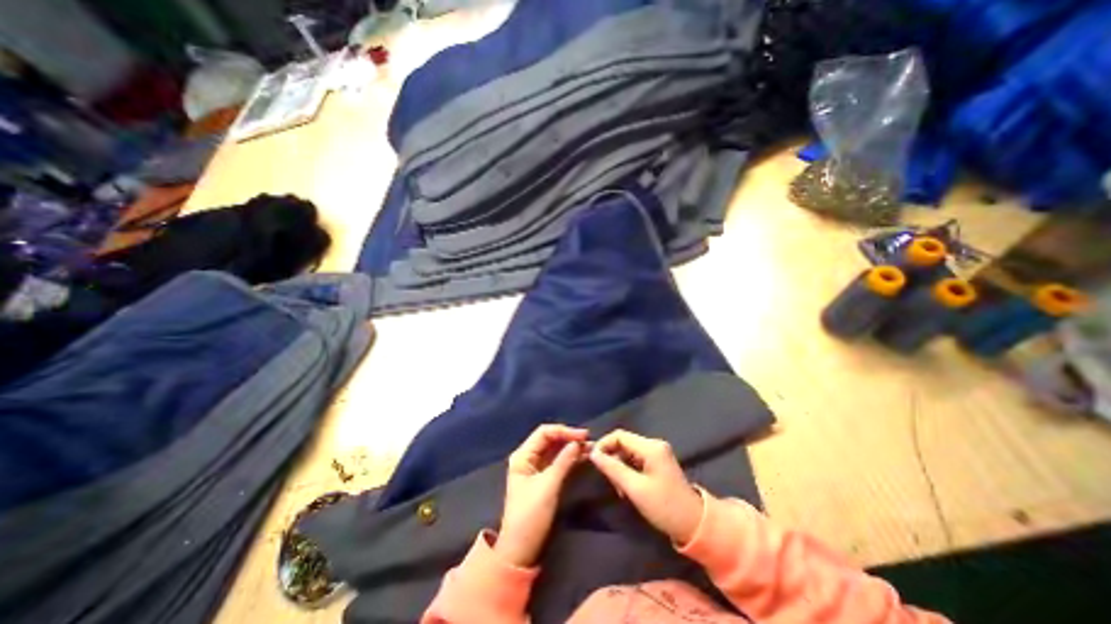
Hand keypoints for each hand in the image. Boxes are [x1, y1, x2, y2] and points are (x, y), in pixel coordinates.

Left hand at [498, 423, 589, 565]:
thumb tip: (578, 442)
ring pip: (555, 450)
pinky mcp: (542, 478)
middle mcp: (528, 457)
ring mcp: (535, 468)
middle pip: (549, 439)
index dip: (564, 431)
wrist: (521, 550)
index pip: (544, 433)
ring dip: (571, 448)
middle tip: (589, 441)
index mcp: (523, 455)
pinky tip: (583, 457)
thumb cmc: (531, 515)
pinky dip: (569, 458)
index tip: (584, 435)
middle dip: (569, 438)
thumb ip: (564, 461)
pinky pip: (557, 461)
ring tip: (590, 448)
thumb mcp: (549, 486)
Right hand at [590, 429, 701, 546]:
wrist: (695, 525)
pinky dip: (627, 469)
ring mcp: (657, 453)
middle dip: (611, 457)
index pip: (619, 435)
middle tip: (607, 478)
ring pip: (628, 451)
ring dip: (619, 465)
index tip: (593, 461)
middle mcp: (654, 444)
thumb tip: (593, 454)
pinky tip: (626, 486)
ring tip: (617, 486)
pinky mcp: (658, 462)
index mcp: (651, 447)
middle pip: (624, 442)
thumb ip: (613, 468)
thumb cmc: (664, 507)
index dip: (604, 444)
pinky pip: (636, 458)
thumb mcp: (635, 488)